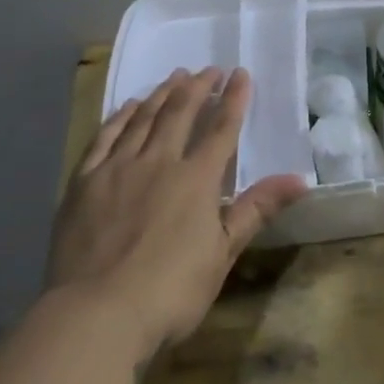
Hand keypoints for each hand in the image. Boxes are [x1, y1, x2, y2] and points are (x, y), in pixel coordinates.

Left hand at [49, 67, 308, 361]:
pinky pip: (105, 138)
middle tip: (209, 69)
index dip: (234, 99)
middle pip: (181, 113)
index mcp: (197, 178)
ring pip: (144, 118)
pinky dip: (120, 117)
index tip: (241, 74)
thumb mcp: (222, 253)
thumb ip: (256, 209)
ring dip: (162, 94)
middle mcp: (159, 161)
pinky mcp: (84, 182)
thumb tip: (299, 179)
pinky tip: (129, 106)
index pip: (222, 128)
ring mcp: (118, 168)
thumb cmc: (170, 290)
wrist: (96, 314)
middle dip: (198, 87)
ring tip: (174, 76)